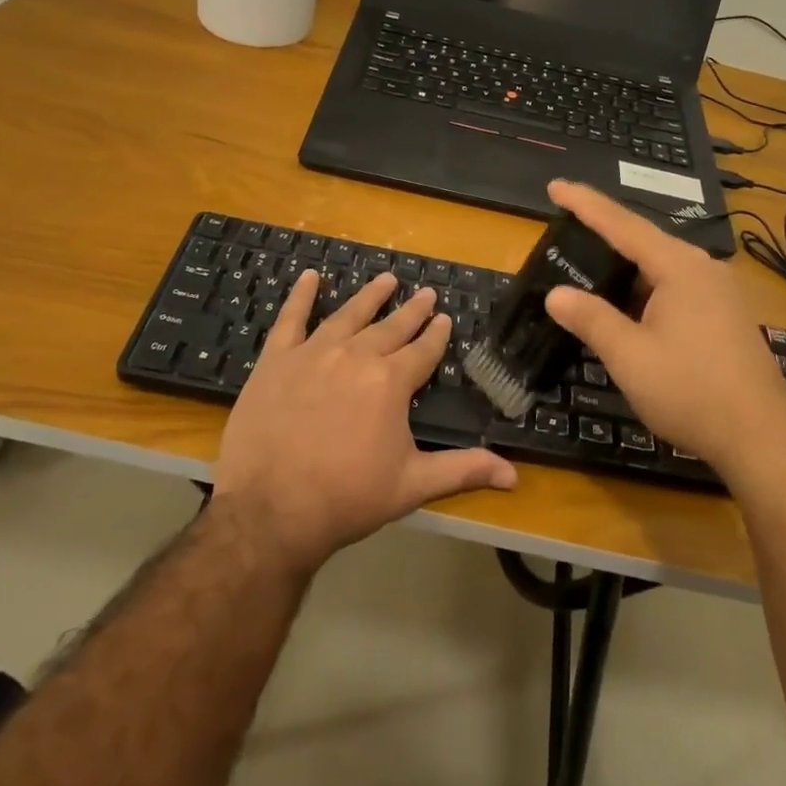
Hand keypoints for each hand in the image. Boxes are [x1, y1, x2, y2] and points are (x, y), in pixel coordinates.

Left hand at [213, 269, 516, 573]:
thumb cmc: (347, 498)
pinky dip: (302, 296)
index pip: (423, 350)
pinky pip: (291, 318)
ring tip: (386, 279)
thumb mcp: (412, 485)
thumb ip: (463, 471)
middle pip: (391, 326)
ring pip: (349, 314)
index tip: (445, 318)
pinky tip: (310, 276)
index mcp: (391, 382)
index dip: (437, 334)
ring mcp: (313, 353)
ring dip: (370, 296)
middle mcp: (356, 356)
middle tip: (426, 292)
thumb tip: (514, 477)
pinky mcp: (276, 359)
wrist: (270, 509)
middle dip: (412, 309)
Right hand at [542, 180, 785, 477]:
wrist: (763, 441)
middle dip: (604, 237)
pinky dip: (646, 290)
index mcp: (680, 267)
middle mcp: (704, 268)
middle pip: (645, 241)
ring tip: (589, 272)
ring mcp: (721, 292)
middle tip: (565, 233)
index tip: (555, 185)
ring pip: (662, 267)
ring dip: (625, 270)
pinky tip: (629, 308)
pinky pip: (677, 287)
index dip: (585, 204)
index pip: (622, 225)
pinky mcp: (728, 316)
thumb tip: (556, 293)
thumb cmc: (691, 393)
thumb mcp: (630, 357)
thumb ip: (591, 319)